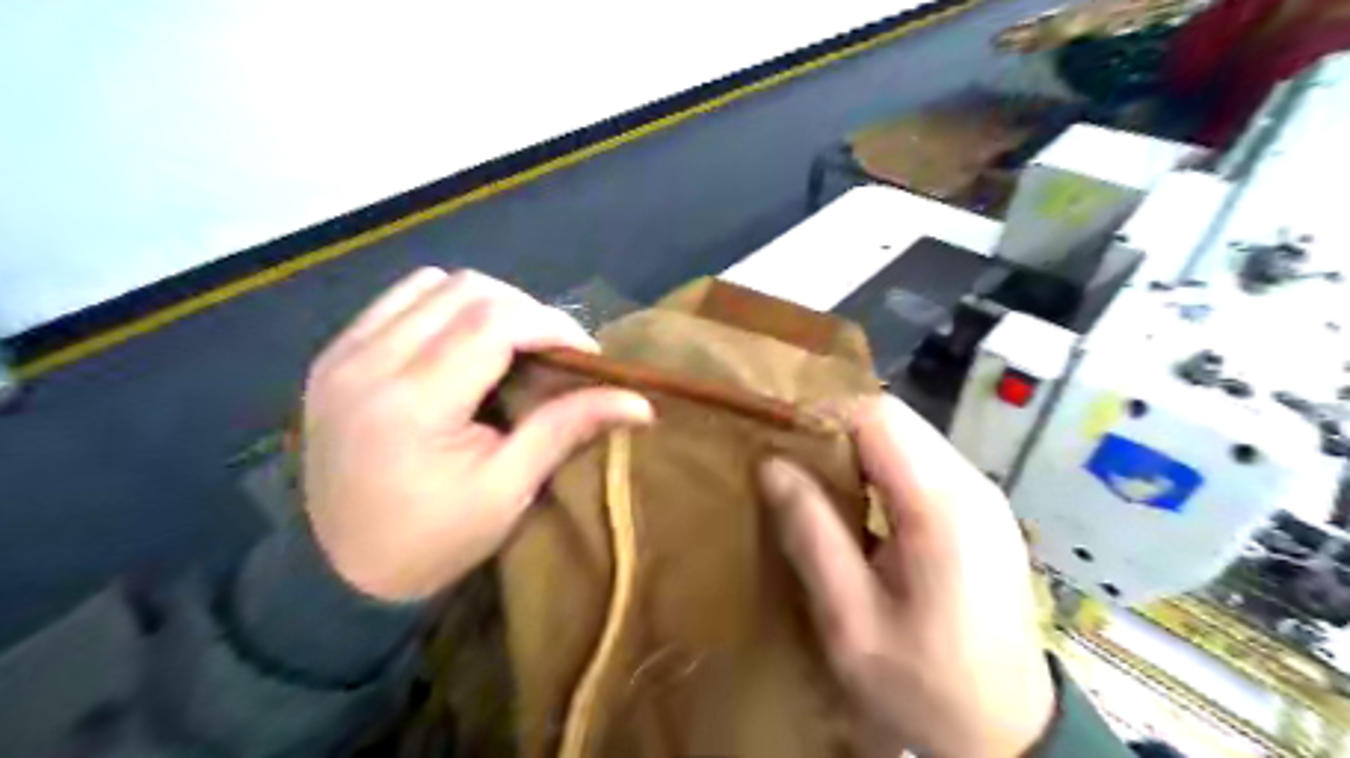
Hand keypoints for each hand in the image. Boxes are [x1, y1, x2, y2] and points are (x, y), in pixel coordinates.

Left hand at [299, 271, 654, 600]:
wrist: (337, 572)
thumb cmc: (432, 541)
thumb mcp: (507, 490)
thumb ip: (567, 429)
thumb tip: (640, 403)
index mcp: (413, 403)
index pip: (494, 323)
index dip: (552, 324)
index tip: (587, 354)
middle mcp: (369, 361)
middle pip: (467, 290)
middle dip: (527, 311)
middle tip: (554, 352)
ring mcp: (343, 352)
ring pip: (433, 283)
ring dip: (488, 303)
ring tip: (513, 344)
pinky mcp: (335, 354)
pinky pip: (400, 299)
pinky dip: (446, 306)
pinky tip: (464, 342)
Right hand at [756, 396, 1053, 756]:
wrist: (1009, 735)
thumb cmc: (924, 685)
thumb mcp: (850, 620)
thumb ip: (811, 534)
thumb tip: (771, 464)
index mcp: (943, 506)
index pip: (877, 416)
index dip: (823, 417)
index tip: (780, 444)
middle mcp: (972, 485)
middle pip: (894, 419)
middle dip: (836, 432)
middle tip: (792, 469)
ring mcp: (983, 495)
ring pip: (907, 437)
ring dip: (856, 450)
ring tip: (819, 488)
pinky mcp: (981, 511)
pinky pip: (921, 464)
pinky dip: (880, 469)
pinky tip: (859, 507)